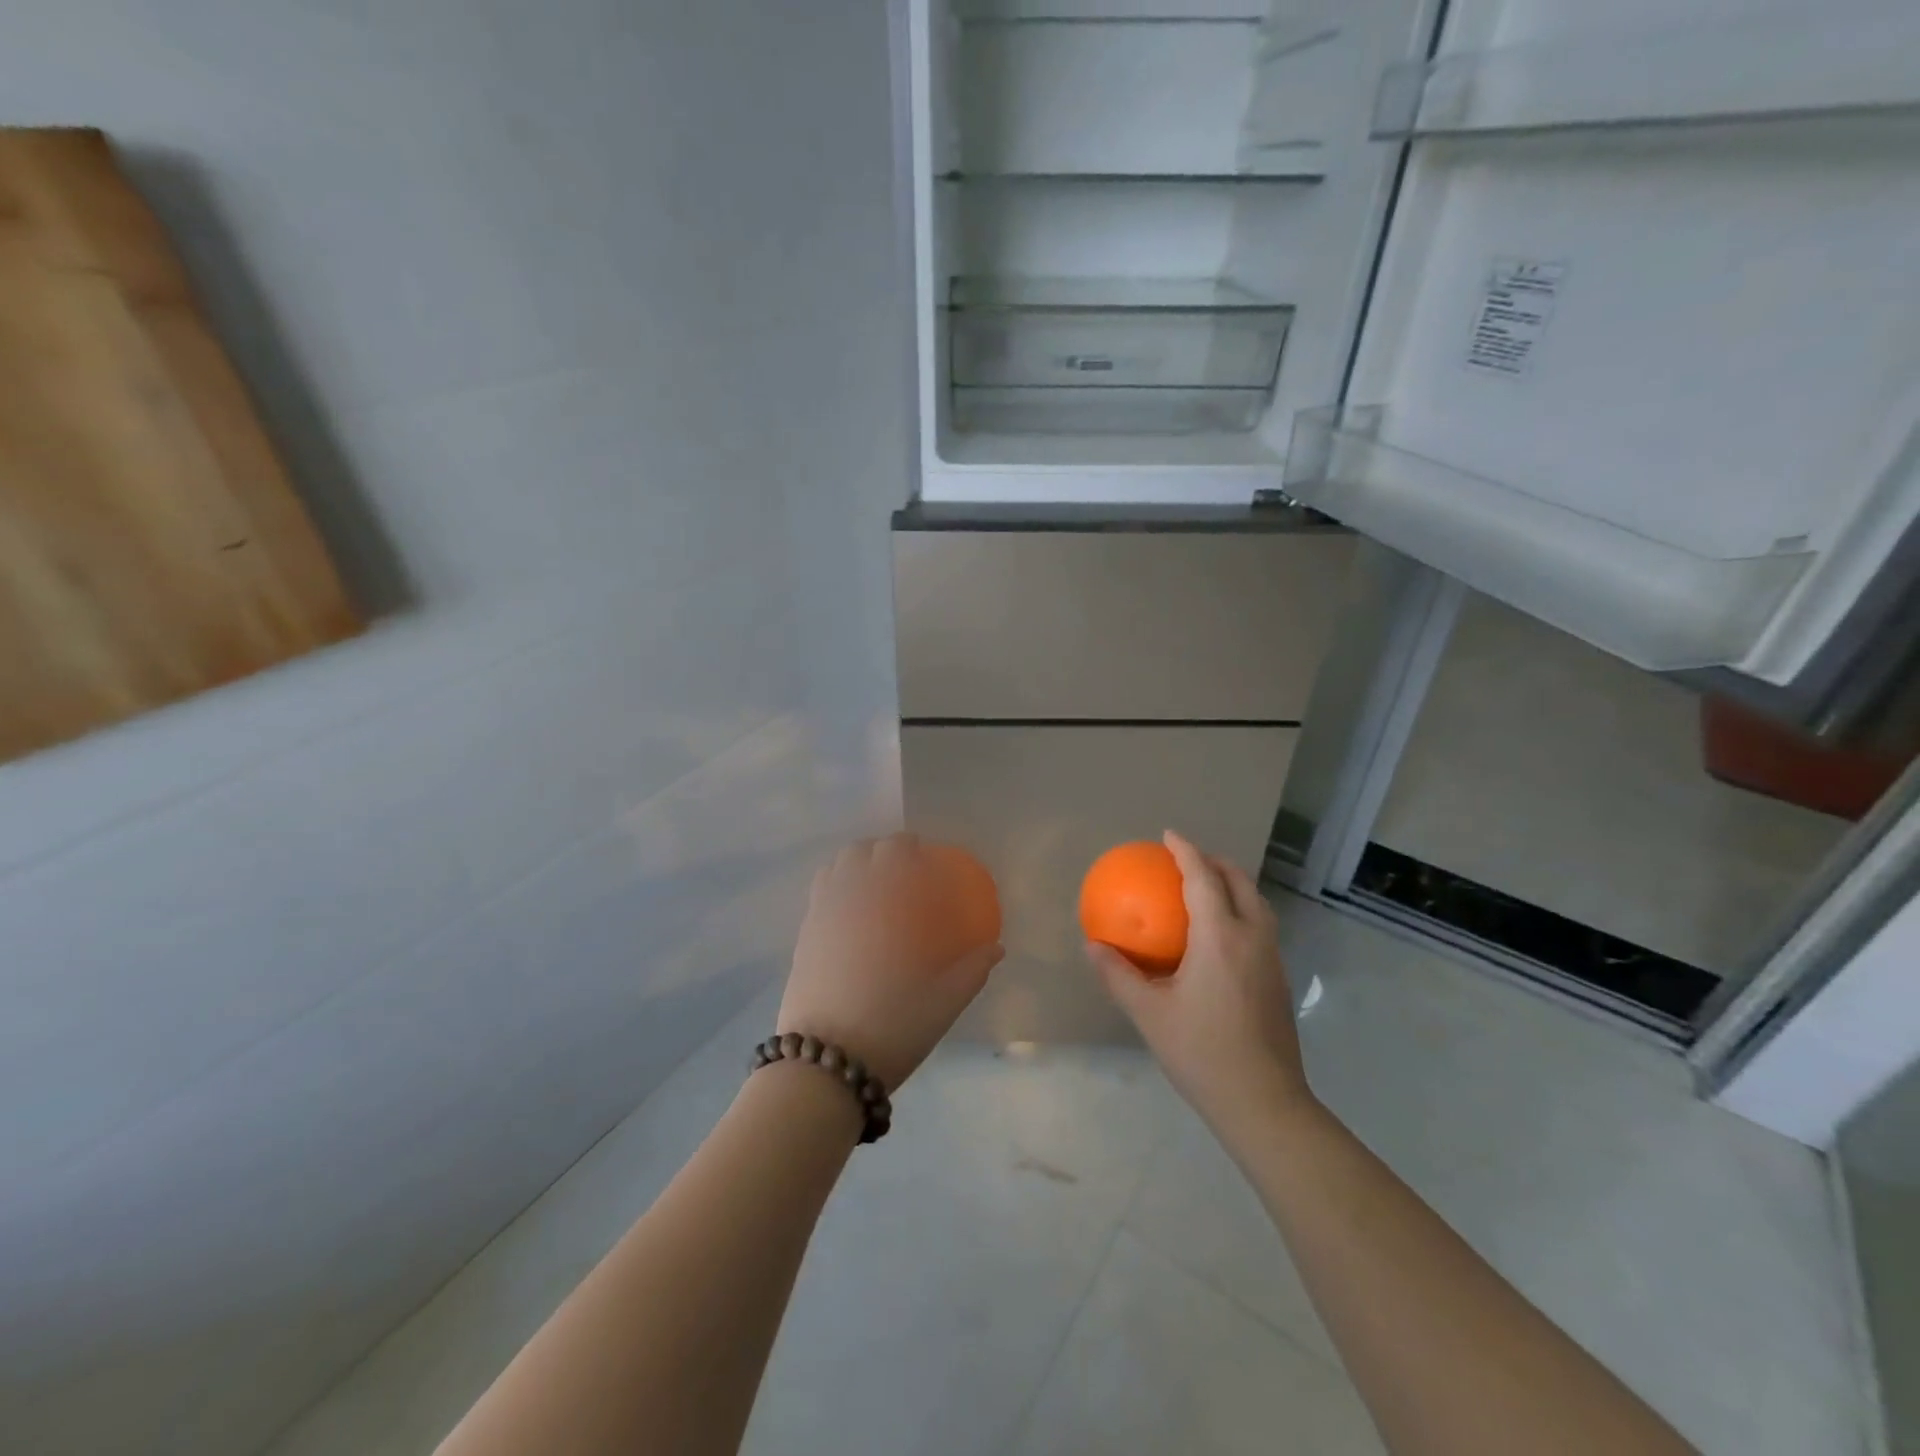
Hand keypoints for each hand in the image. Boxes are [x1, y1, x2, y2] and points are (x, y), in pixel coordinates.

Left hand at [780, 834, 1003, 1090]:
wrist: (825, 1063)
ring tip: (873, 886)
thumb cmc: (892, 1026)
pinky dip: (835, 887)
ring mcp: (819, 915)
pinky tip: (851, 915)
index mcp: (885, 902)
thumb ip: (973, 969)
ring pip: (834, 867)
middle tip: (903, 872)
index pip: (895, 849)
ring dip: (855, 865)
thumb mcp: (944, 1002)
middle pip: (861, 850)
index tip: (925, 857)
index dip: (910, 845)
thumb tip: (996, 948)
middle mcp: (848, 896)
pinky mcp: (802, 937)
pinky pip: (819, 894)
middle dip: (883, 850)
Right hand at [1087, 830, 1312, 1132]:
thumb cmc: (1201, 1052)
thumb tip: (1092, 946)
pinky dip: (1242, 910)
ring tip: (1207, 887)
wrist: (1263, 1102)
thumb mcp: (1149, 1013)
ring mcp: (1272, 959)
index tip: (1169, 835)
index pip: (1204, 879)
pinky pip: (1261, 926)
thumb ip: (1118, 975)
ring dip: (1234, 884)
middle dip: (1216, 862)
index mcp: (1220, 938)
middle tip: (1188, 859)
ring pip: (1258, 904)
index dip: (1186, 851)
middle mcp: (1252, 939)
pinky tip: (1221, 935)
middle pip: (1240, 883)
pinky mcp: (1279, 979)